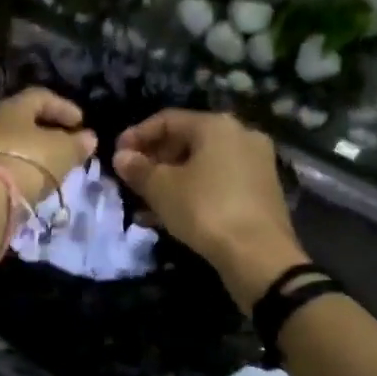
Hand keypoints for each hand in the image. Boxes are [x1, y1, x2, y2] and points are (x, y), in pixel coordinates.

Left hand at [0, 87, 97, 204]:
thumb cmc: (28, 161)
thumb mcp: (62, 151)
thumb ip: (77, 143)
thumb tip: (88, 138)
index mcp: (12, 106)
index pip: (40, 97)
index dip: (63, 107)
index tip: (81, 123)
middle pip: (22, 119)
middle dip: (46, 129)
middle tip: (66, 143)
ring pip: (10, 141)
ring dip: (31, 150)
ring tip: (51, 164)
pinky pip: (1, 161)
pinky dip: (18, 166)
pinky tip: (31, 179)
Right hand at [112, 109, 306, 306]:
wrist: (259, 255)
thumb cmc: (205, 210)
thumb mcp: (162, 189)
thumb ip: (138, 168)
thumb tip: (121, 157)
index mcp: (217, 126)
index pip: (167, 119)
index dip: (137, 135)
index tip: (116, 155)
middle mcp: (241, 135)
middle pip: (187, 139)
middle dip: (155, 159)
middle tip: (130, 178)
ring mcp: (255, 163)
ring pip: (202, 164)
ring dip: (171, 178)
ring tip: (144, 200)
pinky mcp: (260, 190)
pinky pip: (217, 181)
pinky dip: (193, 190)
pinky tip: (170, 213)